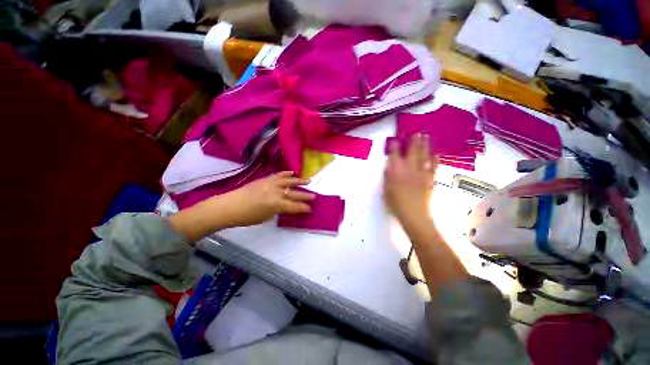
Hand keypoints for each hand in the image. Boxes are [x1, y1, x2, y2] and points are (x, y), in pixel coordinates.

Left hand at [217, 171, 314, 227]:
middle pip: (295, 194)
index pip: (295, 206)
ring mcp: (271, 184)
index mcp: (277, 204)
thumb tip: (285, 206)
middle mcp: (277, 192)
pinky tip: (292, 173)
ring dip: (299, 182)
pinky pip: (278, 175)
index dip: (303, 208)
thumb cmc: (247, 216)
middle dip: (305, 196)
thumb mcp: (266, 217)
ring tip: (308, 181)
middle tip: (314, 197)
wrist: (230, 206)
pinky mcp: (265, 179)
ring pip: (289, 181)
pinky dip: (286, 174)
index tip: (309, 209)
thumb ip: (278, 210)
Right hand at [384, 134, 437, 224]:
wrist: (413, 214)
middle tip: (417, 132)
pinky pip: (433, 166)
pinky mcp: (430, 179)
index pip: (394, 155)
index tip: (395, 140)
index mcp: (396, 171)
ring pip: (423, 156)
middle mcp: (409, 168)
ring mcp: (421, 173)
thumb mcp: (386, 189)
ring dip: (425, 146)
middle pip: (412, 151)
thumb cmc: (395, 203)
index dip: (394, 146)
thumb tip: (389, 167)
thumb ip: (387, 177)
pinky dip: (434, 159)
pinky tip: (436, 154)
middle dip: (414, 141)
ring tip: (426, 137)